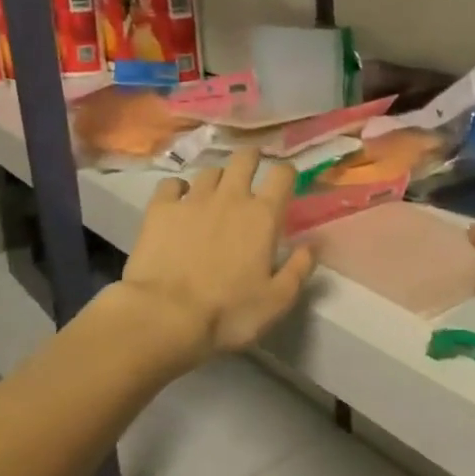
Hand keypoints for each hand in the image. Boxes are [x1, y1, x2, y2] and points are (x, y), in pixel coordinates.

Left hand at [118, 149, 315, 353]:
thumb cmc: (228, 312)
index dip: (287, 173)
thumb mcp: (277, 300)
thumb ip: (300, 268)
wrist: (165, 316)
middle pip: (244, 159)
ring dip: (218, 177)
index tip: (286, 181)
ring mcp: (192, 200)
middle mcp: (230, 197)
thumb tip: (314, 243)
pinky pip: (171, 184)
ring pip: (209, 171)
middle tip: (251, 169)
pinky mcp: (160, 209)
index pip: (282, 175)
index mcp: (263, 216)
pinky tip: (178, 199)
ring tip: (216, 190)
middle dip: (251, 159)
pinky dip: (178, 188)